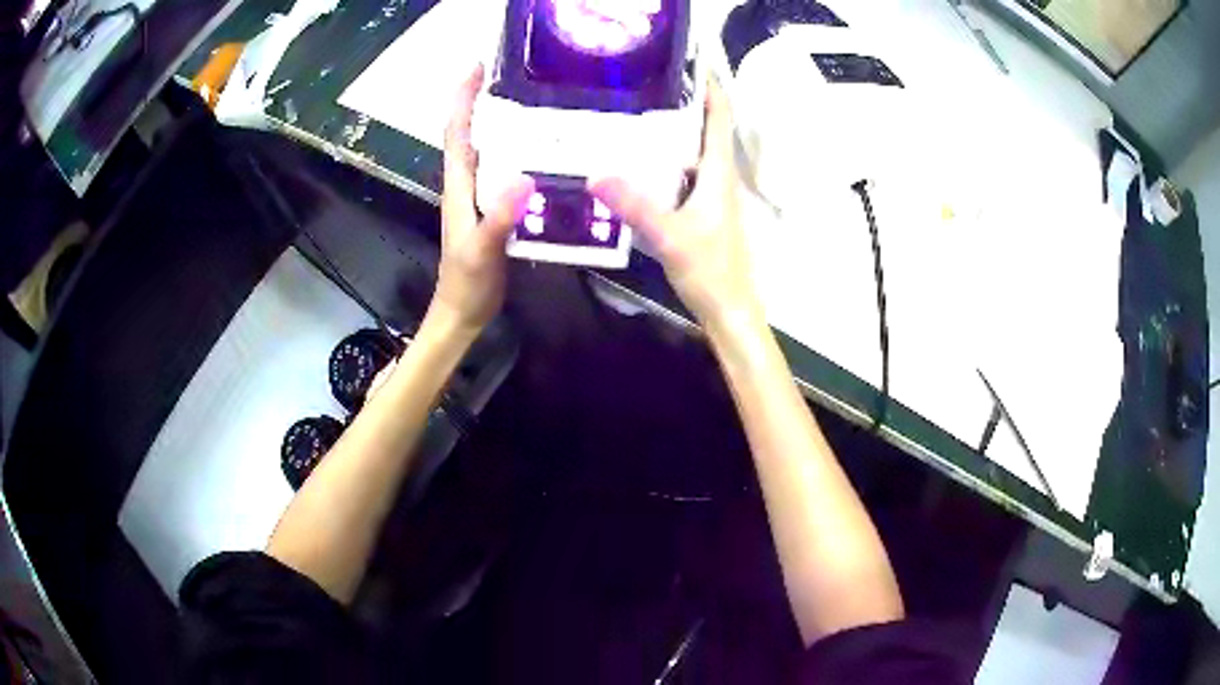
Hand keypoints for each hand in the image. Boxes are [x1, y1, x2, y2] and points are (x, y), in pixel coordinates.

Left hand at [430, 64, 534, 333]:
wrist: (463, 313)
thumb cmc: (467, 284)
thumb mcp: (482, 250)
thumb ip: (500, 217)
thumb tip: (525, 176)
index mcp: (459, 186)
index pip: (458, 132)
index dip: (464, 98)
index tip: (477, 67)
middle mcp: (466, 184)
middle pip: (470, 133)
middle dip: (481, 100)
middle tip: (511, 75)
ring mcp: (479, 197)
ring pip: (486, 150)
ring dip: (499, 123)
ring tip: (530, 102)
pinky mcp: (492, 209)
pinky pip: (502, 171)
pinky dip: (516, 152)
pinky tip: (540, 151)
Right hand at [590, 78, 759, 332]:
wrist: (728, 310)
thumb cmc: (710, 271)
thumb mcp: (670, 236)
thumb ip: (636, 206)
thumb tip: (595, 175)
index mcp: (718, 173)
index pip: (720, 118)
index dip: (710, 88)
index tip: (689, 63)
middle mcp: (716, 177)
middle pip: (703, 128)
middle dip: (680, 102)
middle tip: (642, 82)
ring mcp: (707, 194)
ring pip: (690, 151)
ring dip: (669, 130)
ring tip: (631, 112)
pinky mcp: (697, 211)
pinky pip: (678, 174)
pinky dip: (660, 160)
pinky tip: (632, 162)